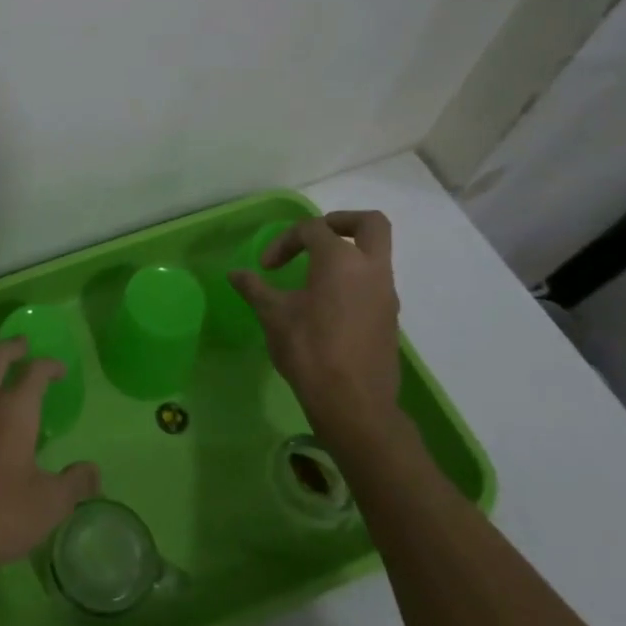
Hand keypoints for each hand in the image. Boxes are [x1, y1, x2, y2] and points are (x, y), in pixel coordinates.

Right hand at [230, 210, 407, 455]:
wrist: (353, 403)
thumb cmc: (309, 350)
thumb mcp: (273, 316)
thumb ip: (255, 288)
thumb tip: (235, 274)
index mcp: (341, 261)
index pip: (313, 229)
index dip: (285, 241)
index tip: (266, 267)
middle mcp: (371, 269)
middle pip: (371, 224)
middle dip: (342, 222)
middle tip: (314, 238)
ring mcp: (386, 294)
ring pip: (375, 255)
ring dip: (347, 255)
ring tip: (314, 277)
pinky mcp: (390, 318)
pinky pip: (374, 283)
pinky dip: (353, 280)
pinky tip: (327, 305)